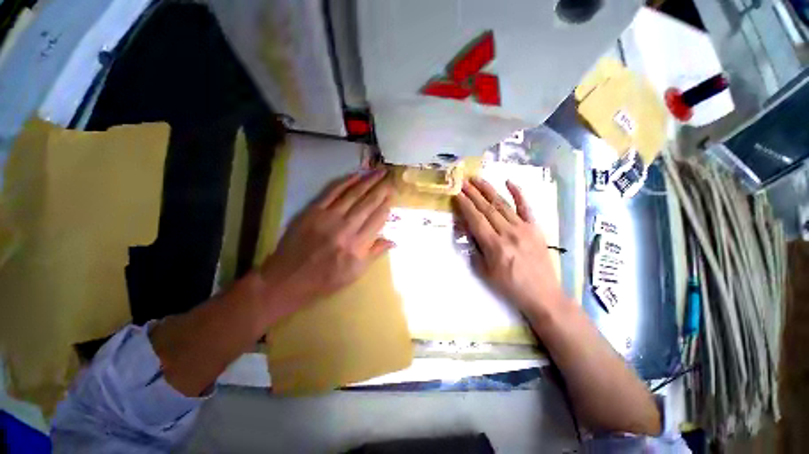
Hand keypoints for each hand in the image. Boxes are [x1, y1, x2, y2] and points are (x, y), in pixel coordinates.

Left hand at [258, 169, 394, 321]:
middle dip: (382, 189)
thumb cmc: (325, 279)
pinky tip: (357, 175)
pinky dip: (346, 181)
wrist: (288, 278)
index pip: (377, 219)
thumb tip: (393, 241)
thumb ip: (374, 254)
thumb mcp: (355, 273)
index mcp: (357, 245)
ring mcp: (329, 216)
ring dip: (369, 181)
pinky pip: (333, 191)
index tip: (393, 196)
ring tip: (380, 171)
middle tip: (391, 179)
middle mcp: (346, 228)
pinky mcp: (314, 210)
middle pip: (368, 203)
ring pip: (354, 194)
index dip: (387, 206)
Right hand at [453, 177, 563, 317]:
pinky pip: (526, 207)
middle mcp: (509, 233)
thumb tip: (468, 229)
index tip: (457, 193)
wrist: (542, 294)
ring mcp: (524, 228)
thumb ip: (474, 249)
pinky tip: (509, 182)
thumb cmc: (509, 286)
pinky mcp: (535, 228)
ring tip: (477, 179)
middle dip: (473, 193)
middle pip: (487, 208)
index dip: (465, 205)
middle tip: (463, 181)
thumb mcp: (485, 272)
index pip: (476, 219)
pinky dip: (518, 193)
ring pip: (503, 204)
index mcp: (495, 246)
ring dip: (488, 190)